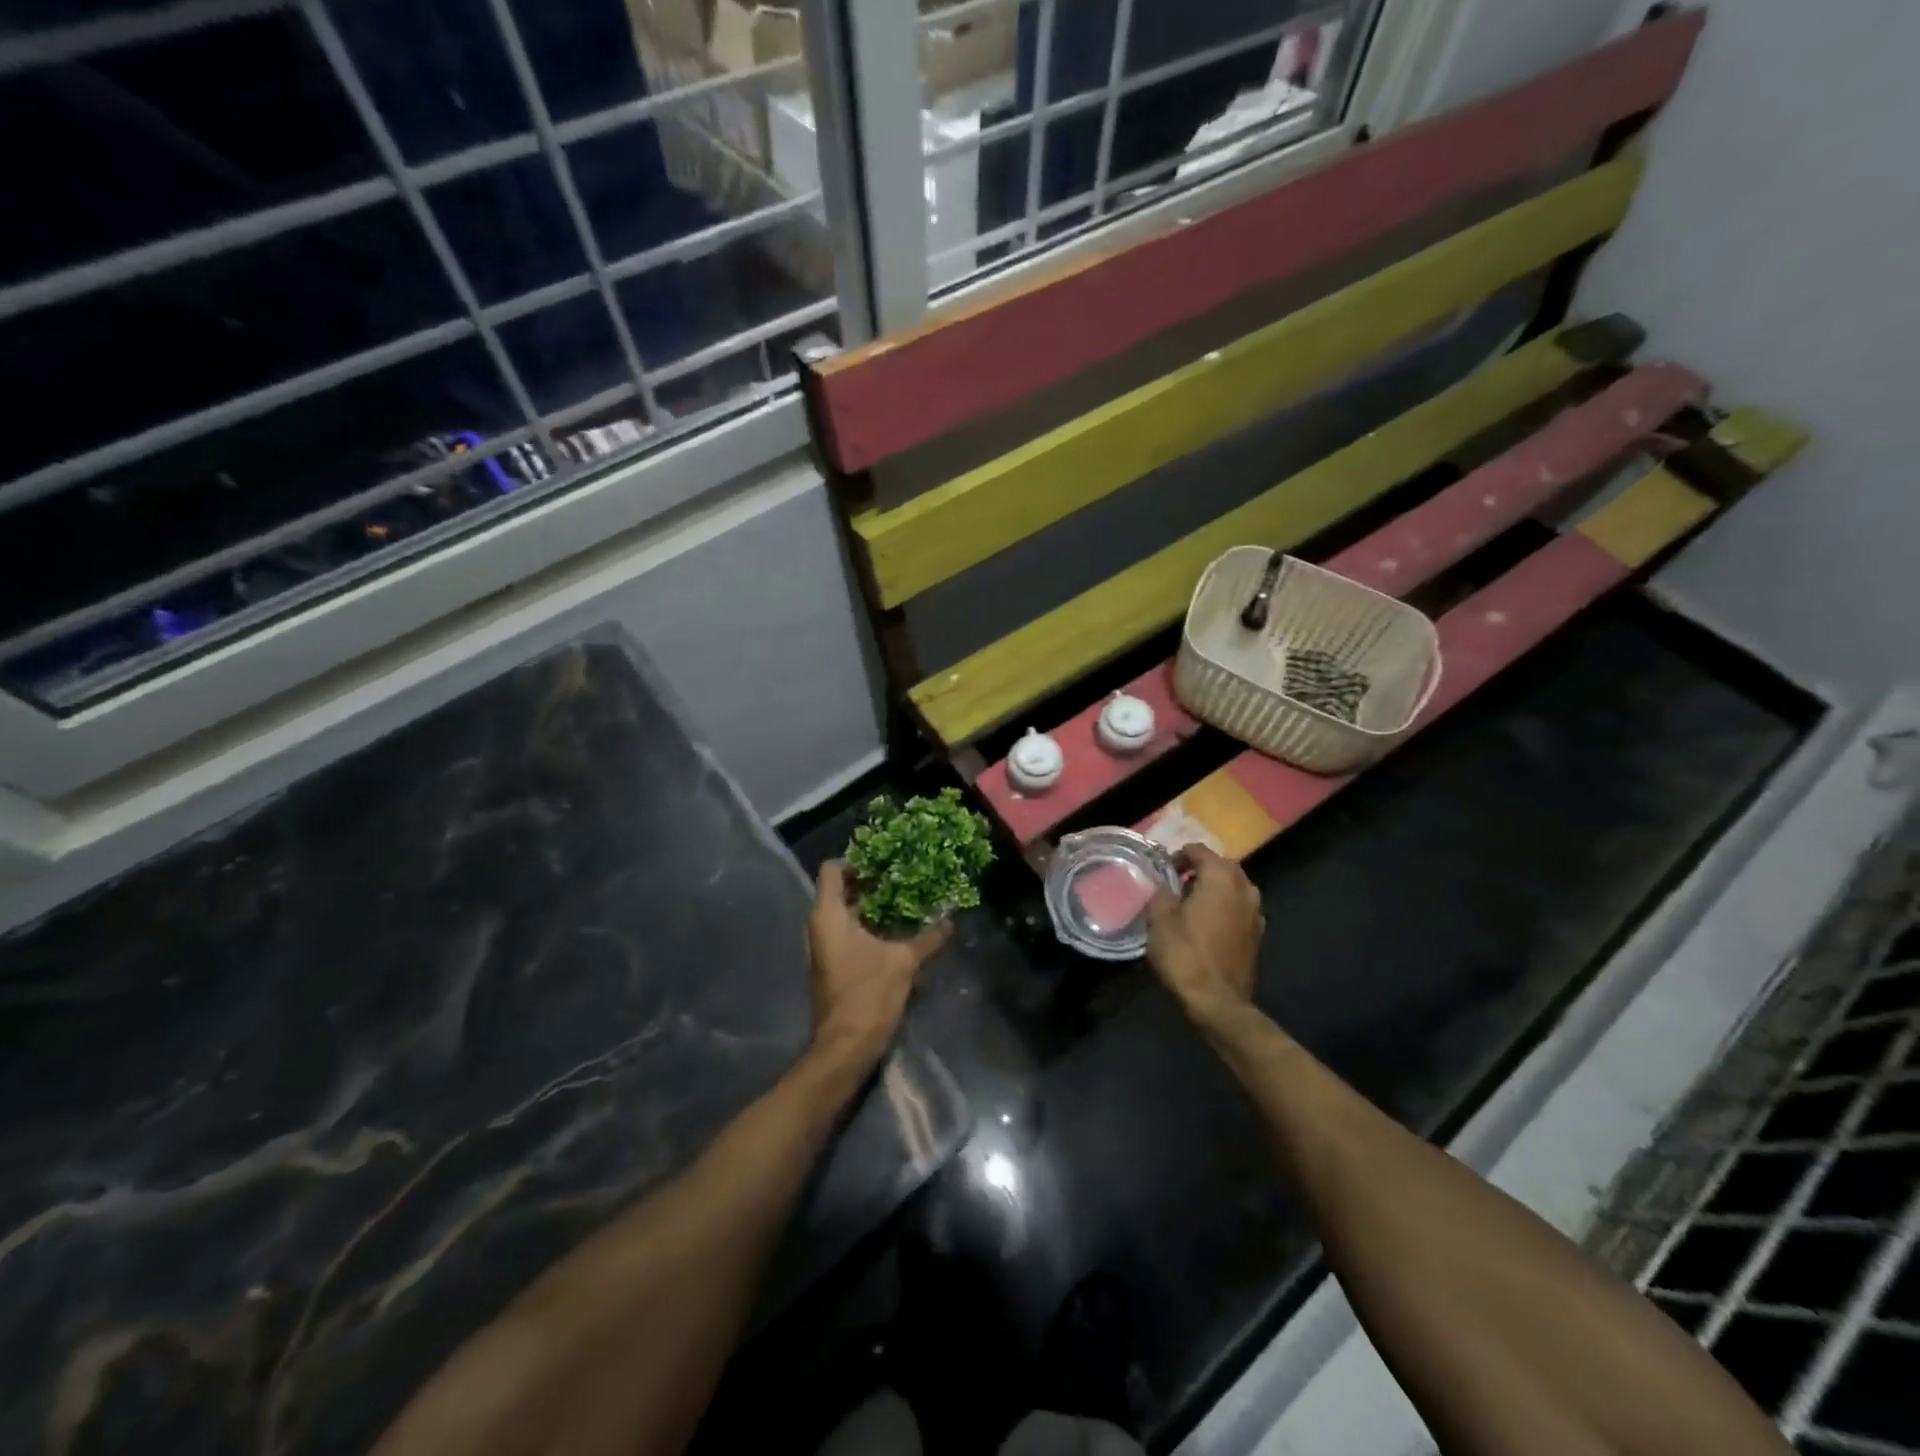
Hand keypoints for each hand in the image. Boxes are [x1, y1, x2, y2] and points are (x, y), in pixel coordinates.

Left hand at [806, 860, 950, 1066]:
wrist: (846, 1046)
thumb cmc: (868, 994)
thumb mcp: (904, 961)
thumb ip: (928, 937)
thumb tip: (951, 920)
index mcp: (829, 916)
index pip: (832, 870)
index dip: (856, 861)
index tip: (885, 864)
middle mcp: (820, 927)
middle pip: (840, 891)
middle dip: (871, 884)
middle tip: (902, 879)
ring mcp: (824, 948)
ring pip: (845, 915)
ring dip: (872, 908)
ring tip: (904, 903)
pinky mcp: (832, 966)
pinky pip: (847, 934)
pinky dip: (868, 928)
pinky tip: (896, 933)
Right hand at [1146, 844, 1264, 1027]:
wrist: (1217, 1001)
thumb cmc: (1185, 954)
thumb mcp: (1159, 919)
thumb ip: (1162, 892)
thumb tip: (1166, 884)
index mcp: (1221, 877)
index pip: (1199, 851)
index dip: (1179, 856)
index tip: (1163, 869)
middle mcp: (1244, 888)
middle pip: (1221, 866)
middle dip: (1200, 869)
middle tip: (1176, 883)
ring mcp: (1255, 912)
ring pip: (1234, 887)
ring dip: (1214, 888)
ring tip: (1191, 902)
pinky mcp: (1257, 934)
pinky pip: (1239, 907)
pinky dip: (1224, 907)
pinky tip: (1207, 923)